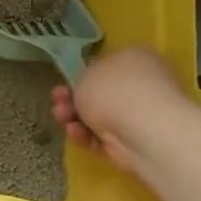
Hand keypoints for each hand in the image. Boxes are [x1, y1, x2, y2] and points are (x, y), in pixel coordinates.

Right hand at [51, 47, 188, 171]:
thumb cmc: (113, 90)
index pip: (107, 65)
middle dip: (73, 99)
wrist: (143, 129)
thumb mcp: (85, 74)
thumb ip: (82, 78)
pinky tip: (75, 133)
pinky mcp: (133, 141)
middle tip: (57, 102)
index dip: (82, 75)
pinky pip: (103, 136)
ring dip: (74, 117)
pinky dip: (86, 135)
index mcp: (135, 59)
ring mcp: (139, 115)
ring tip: (61, 118)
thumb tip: (89, 85)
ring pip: (97, 116)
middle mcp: (141, 84)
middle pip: (99, 93)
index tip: (64, 83)